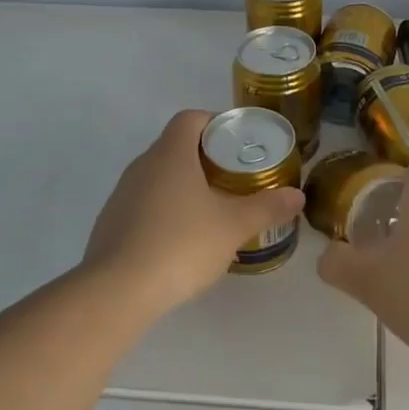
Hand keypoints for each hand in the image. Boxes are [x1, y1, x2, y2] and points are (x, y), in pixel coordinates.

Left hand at [80, 110, 304, 318]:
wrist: (117, 291)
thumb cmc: (180, 244)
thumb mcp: (233, 226)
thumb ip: (267, 208)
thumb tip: (297, 196)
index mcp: (171, 153)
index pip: (191, 118)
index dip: (215, 123)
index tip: (237, 144)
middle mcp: (142, 165)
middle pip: (175, 146)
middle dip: (205, 158)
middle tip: (234, 179)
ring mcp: (122, 194)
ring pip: (159, 177)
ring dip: (183, 186)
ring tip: (211, 212)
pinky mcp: (111, 223)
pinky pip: (143, 204)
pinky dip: (164, 212)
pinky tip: (180, 241)